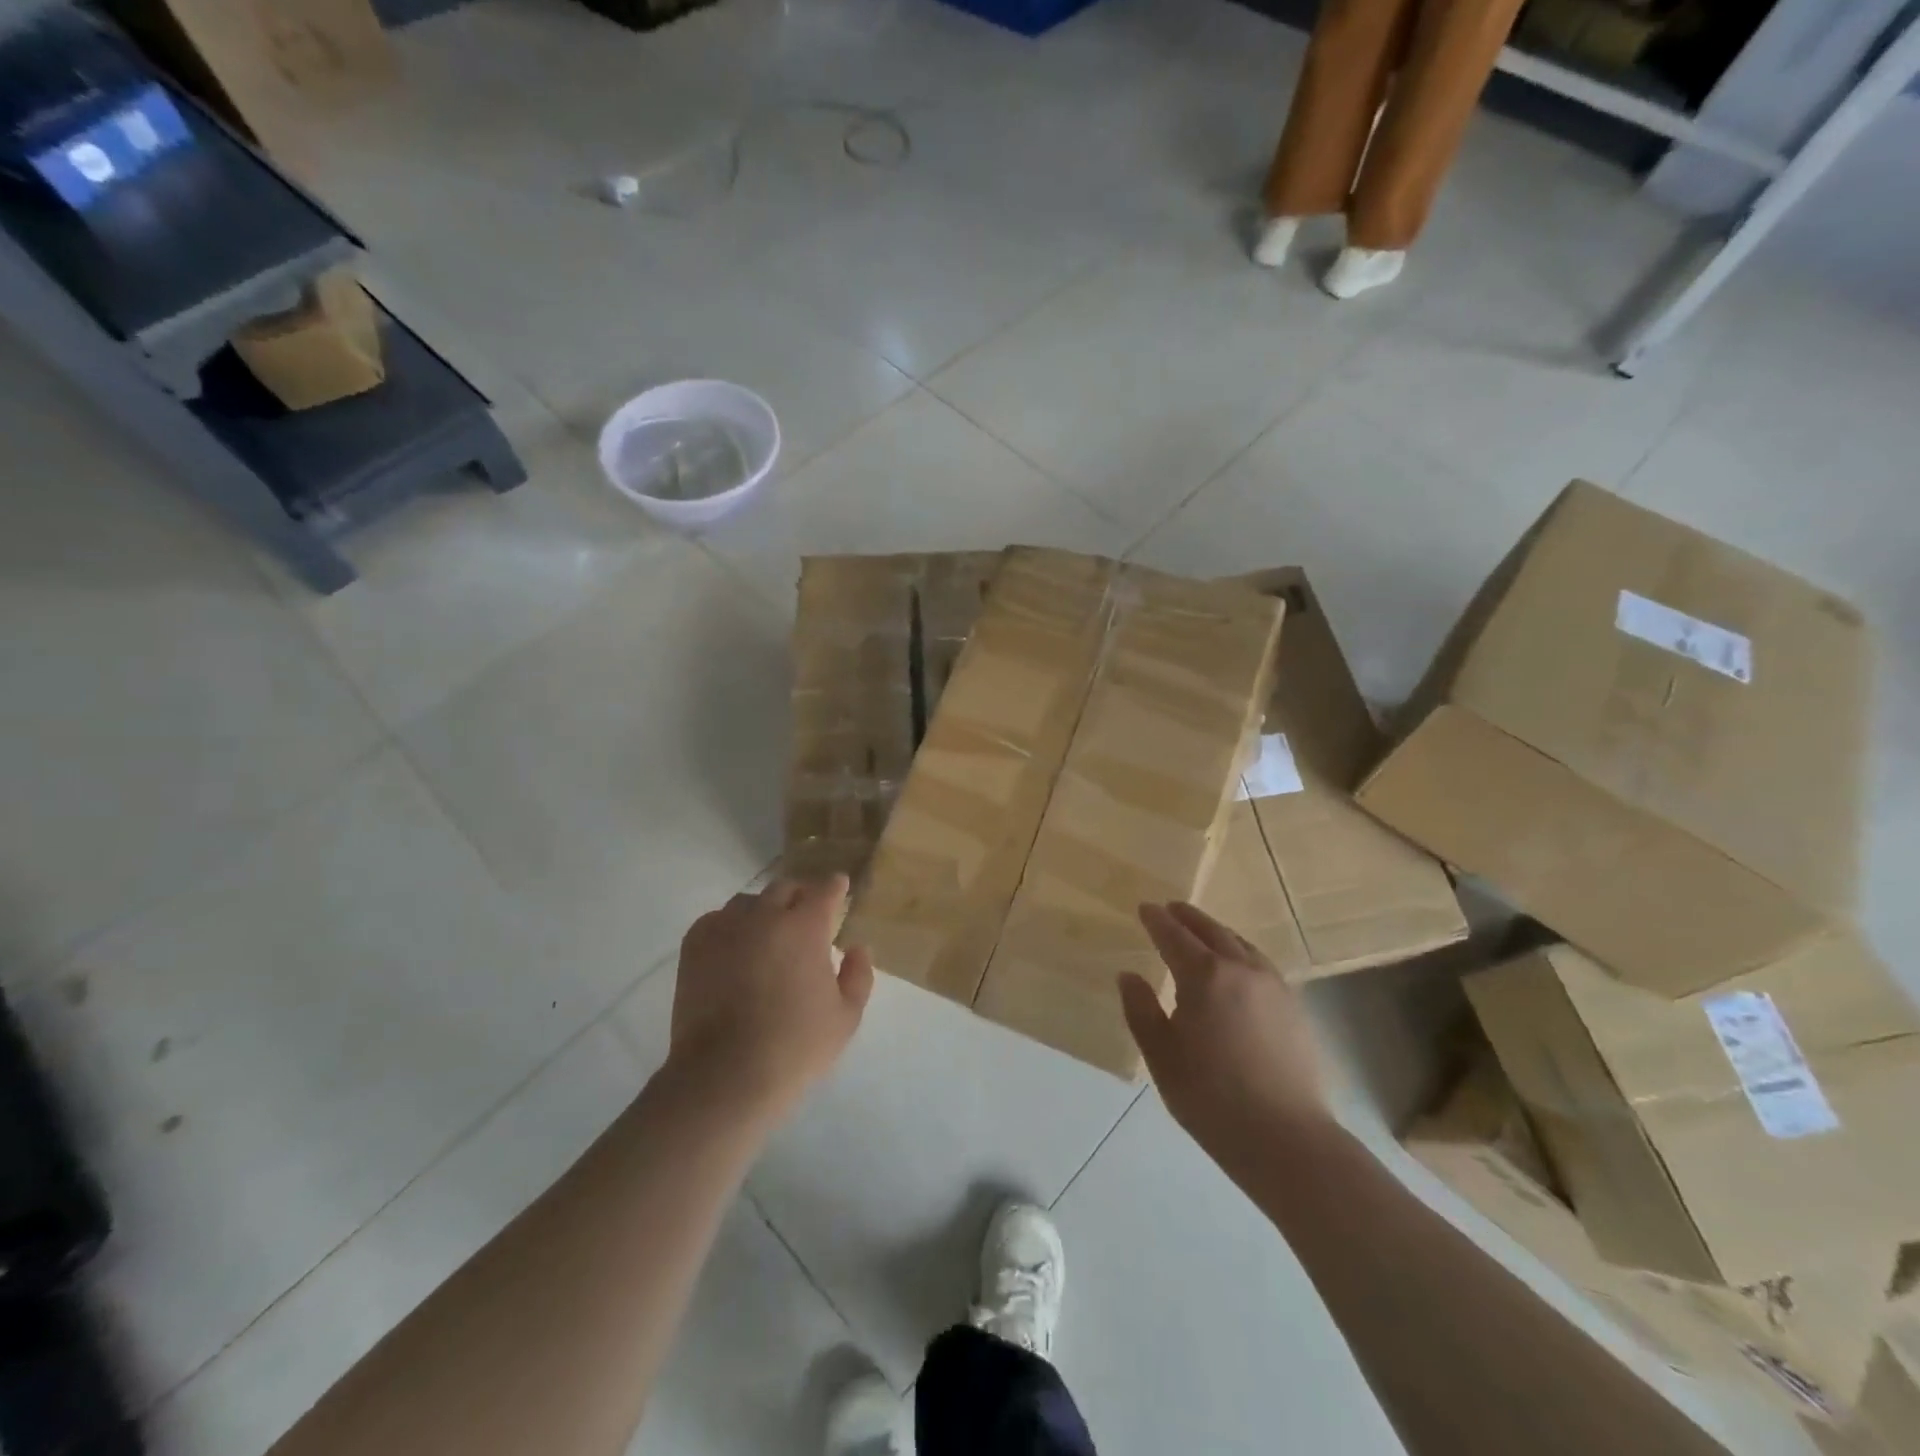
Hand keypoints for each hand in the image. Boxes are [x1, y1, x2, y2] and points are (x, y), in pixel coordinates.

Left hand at [668, 875, 873, 1120]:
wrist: (725, 1076)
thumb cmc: (795, 1047)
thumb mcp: (846, 1017)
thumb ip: (858, 975)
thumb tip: (857, 948)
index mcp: (805, 927)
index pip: (824, 890)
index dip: (835, 887)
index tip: (839, 888)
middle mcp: (765, 916)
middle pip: (785, 888)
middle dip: (800, 895)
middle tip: (806, 914)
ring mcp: (725, 928)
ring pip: (748, 902)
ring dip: (764, 909)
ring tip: (767, 932)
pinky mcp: (695, 946)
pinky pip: (716, 920)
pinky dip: (729, 925)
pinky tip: (734, 946)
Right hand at [1119, 902, 1329, 1165]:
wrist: (1286, 1138)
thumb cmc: (1211, 1097)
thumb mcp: (1161, 1056)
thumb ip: (1141, 1009)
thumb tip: (1128, 976)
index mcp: (1205, 976)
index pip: (1174, 936)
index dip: (1157, 920)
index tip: (1145, 908)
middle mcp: (1242, 969)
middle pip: (1211, 931)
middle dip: (1188, 917)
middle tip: (1171, 909)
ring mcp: (1273, 986)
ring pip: (1241, 944)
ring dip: (1217, 932)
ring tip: (1202, 932)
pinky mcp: (1293, 1007)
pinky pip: (1260, 963)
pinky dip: (1241, 952)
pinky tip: (1237, 967)